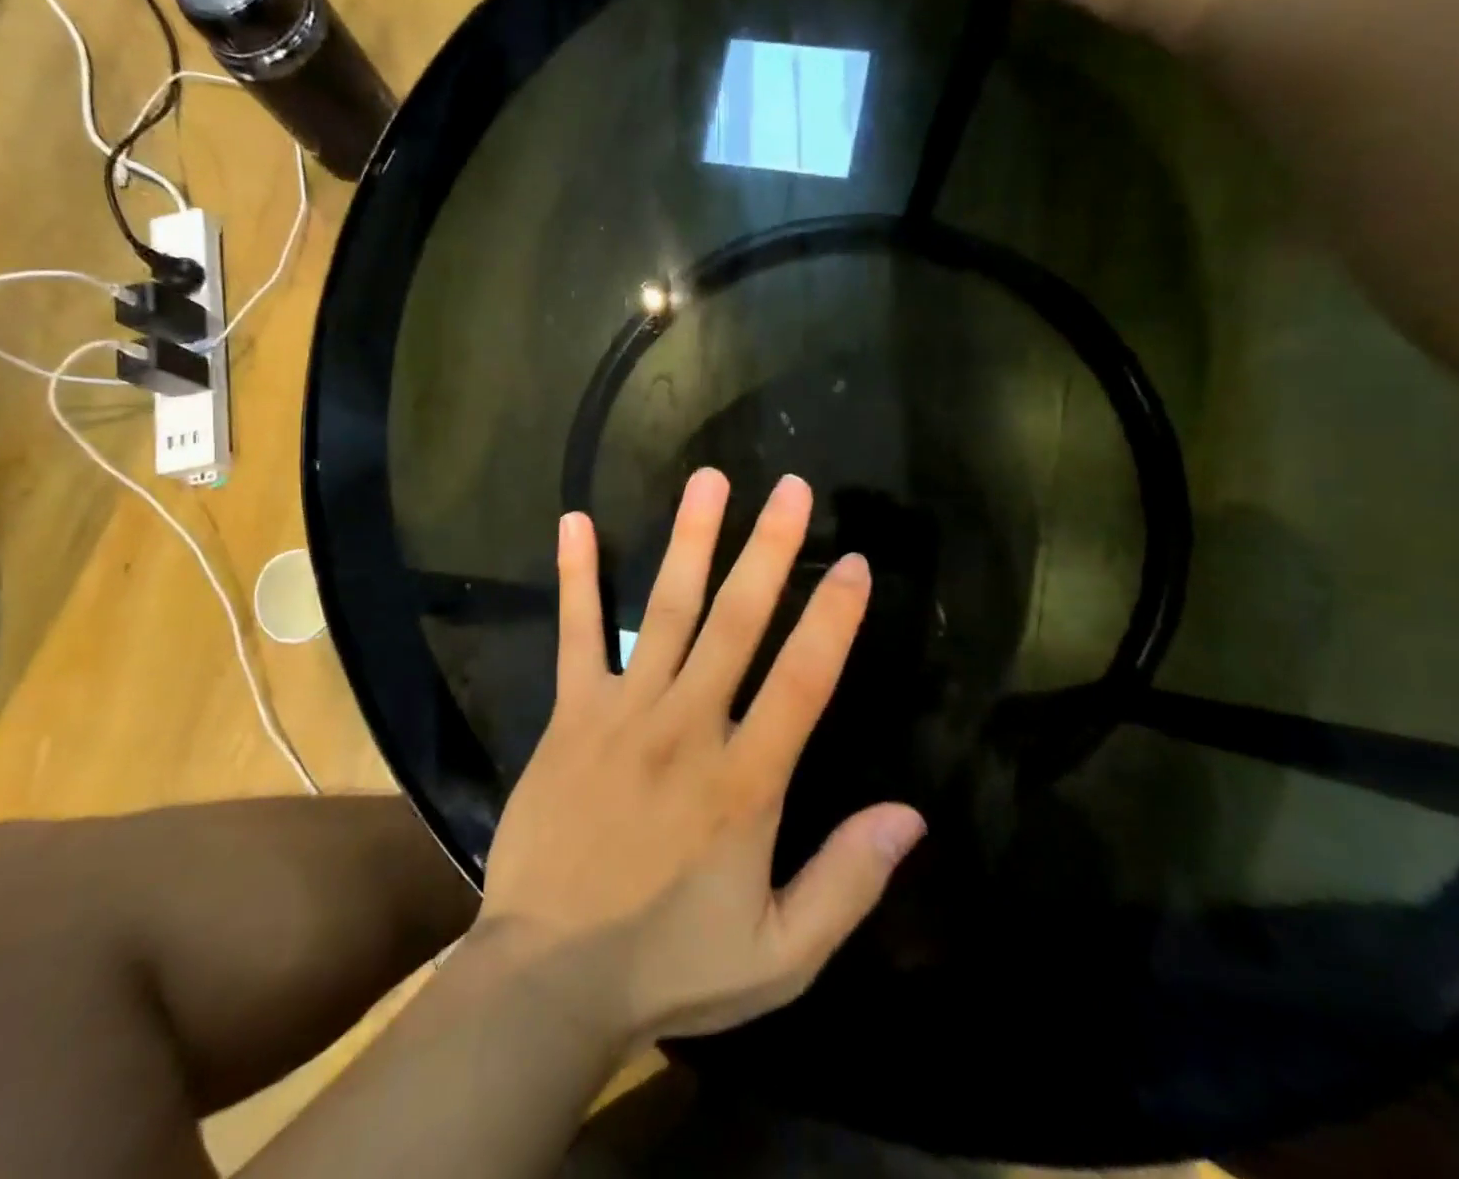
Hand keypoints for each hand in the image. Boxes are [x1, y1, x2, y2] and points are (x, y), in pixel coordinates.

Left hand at [478, 470, 926, 1046]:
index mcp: (745, 782)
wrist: (546, 978)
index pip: (802, 681)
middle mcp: (688, 728)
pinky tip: (575, 522)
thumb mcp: (779, 955)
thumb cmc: (668, 965)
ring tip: (709, 481)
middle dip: (768, 550)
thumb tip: (912, 816)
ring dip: (691, 541)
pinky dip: (577, 577)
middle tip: (790, 488)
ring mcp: (624, 713)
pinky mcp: (571, 714)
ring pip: (666, 611)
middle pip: (738, 623)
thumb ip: (847, 883)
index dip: (833, 618)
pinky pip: (575, 634)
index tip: (853, 562)